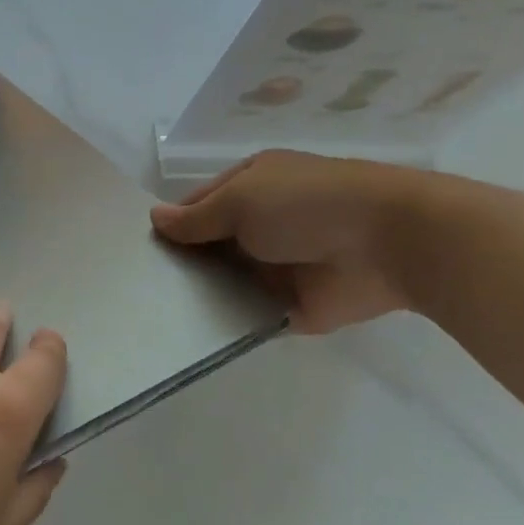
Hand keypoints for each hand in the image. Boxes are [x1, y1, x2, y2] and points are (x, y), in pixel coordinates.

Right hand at [151, 150, 431, 332]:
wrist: (387, 243)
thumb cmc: (306, 205)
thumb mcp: (241, 199)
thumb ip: (197, 217)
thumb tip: (155, 219)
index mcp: (250, 187)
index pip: (197, 205)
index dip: (170, 225)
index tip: (136, 251)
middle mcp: (259, 225)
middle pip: (208, 247)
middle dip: (180, 264)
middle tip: (136, 290)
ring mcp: (274, 267)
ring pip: (224, 283)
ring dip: (199, 296)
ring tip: (150, 317)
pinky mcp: (289, 306)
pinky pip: (247, 315)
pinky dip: (226, 323)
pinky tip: (187, 337)